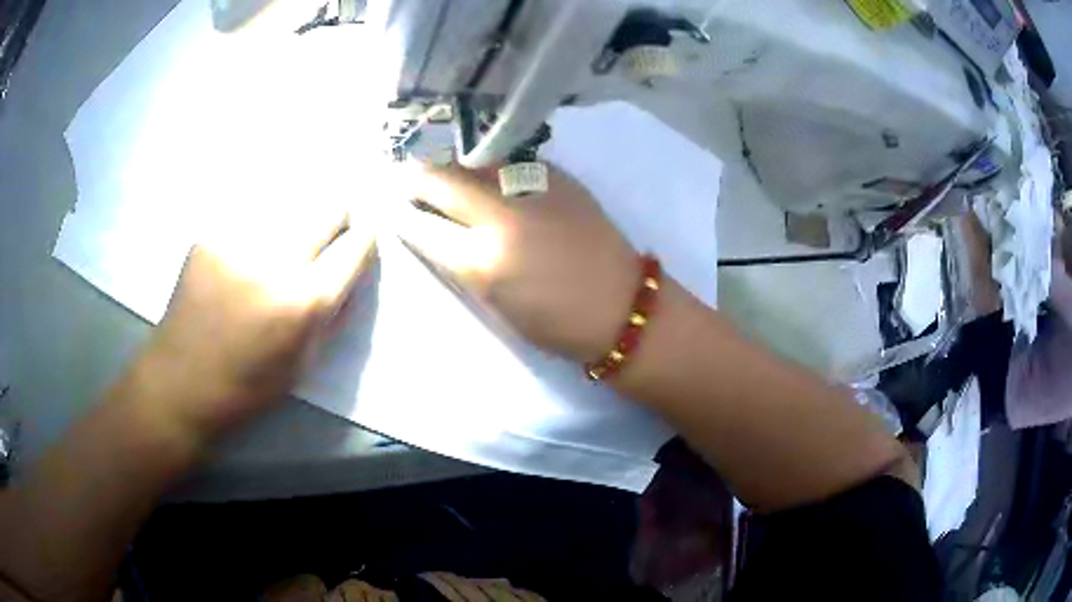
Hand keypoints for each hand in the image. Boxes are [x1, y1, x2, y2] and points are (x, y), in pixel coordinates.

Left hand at [136, 204, 374, 437]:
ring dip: (302, 210)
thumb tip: (352, 268)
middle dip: (339, 213)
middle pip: (327, 204)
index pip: (355, 246)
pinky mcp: (210, 233)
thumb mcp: (304, 362)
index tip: (363, 235)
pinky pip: (254, 208)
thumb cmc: (247, 385)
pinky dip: (266, 215)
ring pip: (291, 197)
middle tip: (332, 226)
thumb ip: (332, 311)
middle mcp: (273, 260)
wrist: (180, 381)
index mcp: (302, 302)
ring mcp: (237, 240)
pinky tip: (255, 237)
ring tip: (292, 229)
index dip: (366, 237)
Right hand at [395, 163, 638, 362]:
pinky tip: (481, 167)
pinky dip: (487, 163)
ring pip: (474, 161)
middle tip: (405, 176)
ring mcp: (531, 189)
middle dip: (416, 177)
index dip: (402, 213)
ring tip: (439, 167)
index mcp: (482, 261)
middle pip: (442, 180)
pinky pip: (509, 160)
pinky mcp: (557, 176)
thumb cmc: (555, 322)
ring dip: (450, 164)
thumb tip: (432, 229)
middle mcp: (501, 216)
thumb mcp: (494, 302)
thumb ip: (460, 262)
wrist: (621, 304)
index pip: (423, 226)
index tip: (393, 205)